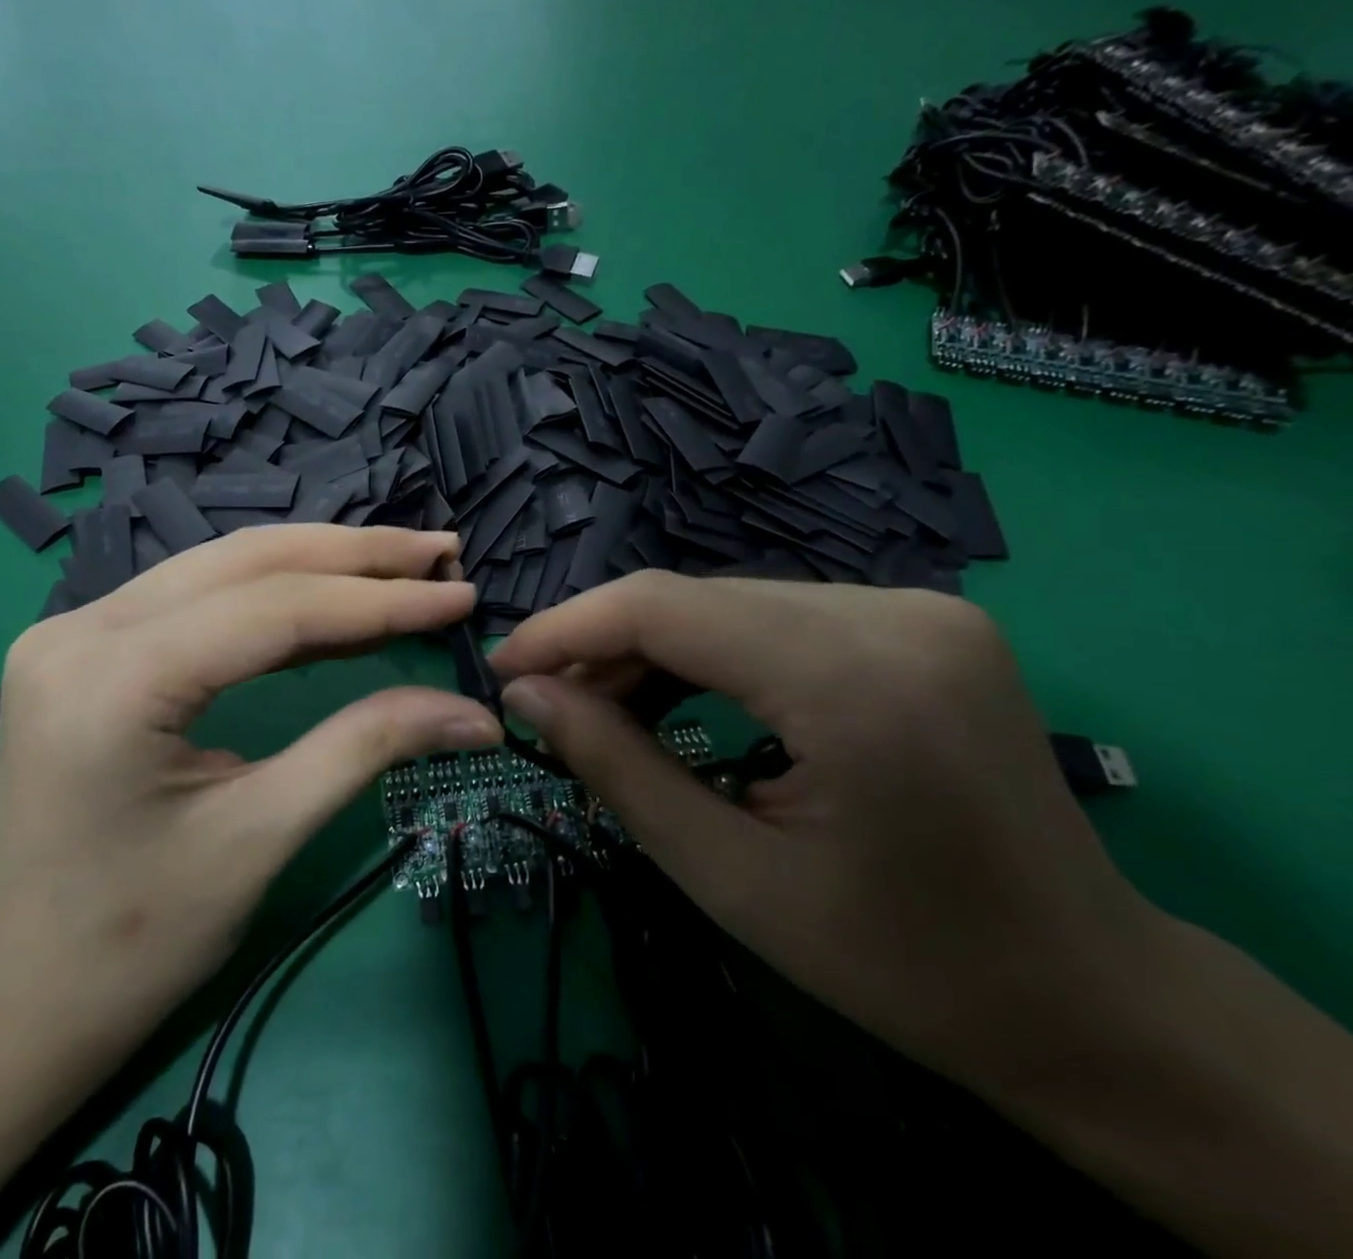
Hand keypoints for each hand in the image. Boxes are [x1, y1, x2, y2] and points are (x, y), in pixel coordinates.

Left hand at [0, 525, 501, 1085]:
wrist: (15, 1002)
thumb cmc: (135, 941)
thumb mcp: (262, 836)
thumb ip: (368, 747)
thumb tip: (476, 714)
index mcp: (114, 679)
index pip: (274, 608)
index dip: (380, 599)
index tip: (459, 595)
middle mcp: (82, 628)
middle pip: (246, 563)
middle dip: (355, 555)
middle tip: (440, 551)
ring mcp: (75, 631)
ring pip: (222, 566)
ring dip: (319, 561)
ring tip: (402, 562)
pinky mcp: (86, 647)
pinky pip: (197, 597)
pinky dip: (274, 592)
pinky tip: (332, 597)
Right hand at [487, 572, 1158, 1100]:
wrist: (1090, 999)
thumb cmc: (903, 963)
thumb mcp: (730, 876)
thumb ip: (615, 767)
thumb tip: (526, 695)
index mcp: (854, 679)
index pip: (664, 607)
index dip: (567, 628)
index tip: (503, 667)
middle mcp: (892, 613)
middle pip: (694, 596)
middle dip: (604, 643)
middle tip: (547, 701)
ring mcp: (917, 608)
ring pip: (730, 600)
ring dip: (654, 646)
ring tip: (604, 705)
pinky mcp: (919, 621)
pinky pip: (775, 615)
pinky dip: (711, 649)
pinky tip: (679, 694)